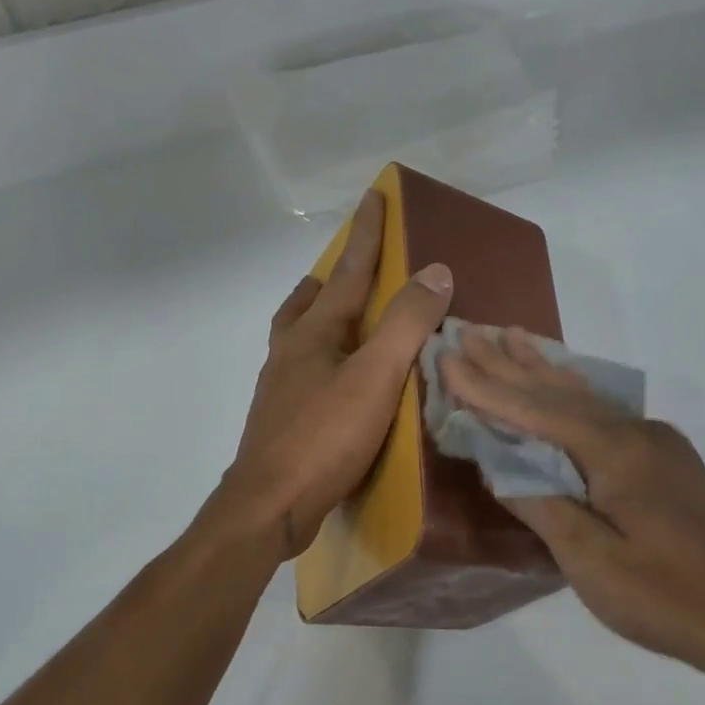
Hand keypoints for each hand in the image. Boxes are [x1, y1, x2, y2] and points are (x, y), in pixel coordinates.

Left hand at [225, 190, 453, 558]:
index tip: (374, 197)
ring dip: (317, 320)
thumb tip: (436, 271)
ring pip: (296, 339)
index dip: (366, 235)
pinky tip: (335, 386)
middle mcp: (289, 353)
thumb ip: (405, 324)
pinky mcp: (280, 424)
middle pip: (305, 303)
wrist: (268, 506)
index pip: (347, 272)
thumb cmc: (323, 438)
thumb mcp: (374, 377)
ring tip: (343, 325)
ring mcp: (279, 390)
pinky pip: (301, 375)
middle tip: (347, 272)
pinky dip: (319, 363)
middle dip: (327, 280)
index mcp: (313, 334)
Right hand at [439, 327, 704, 682]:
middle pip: (561, 392)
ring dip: (543, 370)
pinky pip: (607, 414)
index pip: (537, 411)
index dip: (487, 387)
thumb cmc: (664, 596)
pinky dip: (574, 394)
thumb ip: (542, 505)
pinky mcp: (669, 462)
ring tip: (513, 338)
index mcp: (617, 452)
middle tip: (470, 332)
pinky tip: (568, 384)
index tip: (447, 358)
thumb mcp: (591, 561)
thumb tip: (501, 466)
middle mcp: (638, 433)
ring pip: (588, 398)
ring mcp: (659, 444)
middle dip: (510, 364)